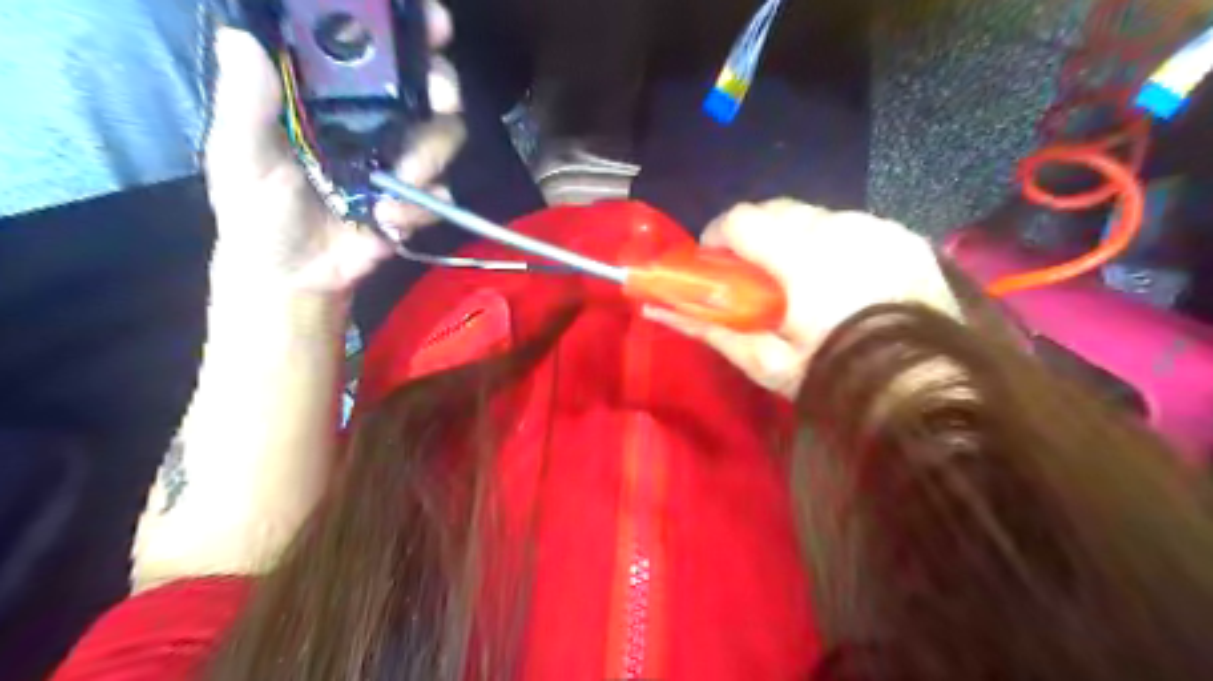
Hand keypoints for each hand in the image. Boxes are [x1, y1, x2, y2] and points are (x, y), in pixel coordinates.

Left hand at [206, 2, 462, 296]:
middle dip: (442, 83)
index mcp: (332, 97)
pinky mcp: (418, 199)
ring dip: (430, 156)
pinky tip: (391, 219)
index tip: (430, 20)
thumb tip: (241, 39)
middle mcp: (376, 120)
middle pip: (428, 85)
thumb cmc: (257, 209)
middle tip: (440, 95)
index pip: (373, 50)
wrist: (295, 274)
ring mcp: (402, 160)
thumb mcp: (241, 154)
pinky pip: (443, 192)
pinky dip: (423, 206)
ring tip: (398, 180)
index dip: (406, 31)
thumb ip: (246, 105)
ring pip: (446, 135)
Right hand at [643, 196, 957, 397]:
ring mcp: (876, 227)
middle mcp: (839, 227)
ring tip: (803, 283)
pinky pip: (853, 226)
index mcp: (802, 257)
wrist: (929, 390)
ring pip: (815, 215)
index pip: (741, 219)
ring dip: (796, 239)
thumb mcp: (767, 363)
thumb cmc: (836, 379)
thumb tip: (657, 309)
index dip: (717, 237)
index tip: (714, 264)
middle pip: (777, 209)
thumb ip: (711, 329)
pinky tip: (844, 281)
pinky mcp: (903, 235)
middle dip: (756, 236)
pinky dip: (835, 244)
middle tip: (756, 278)